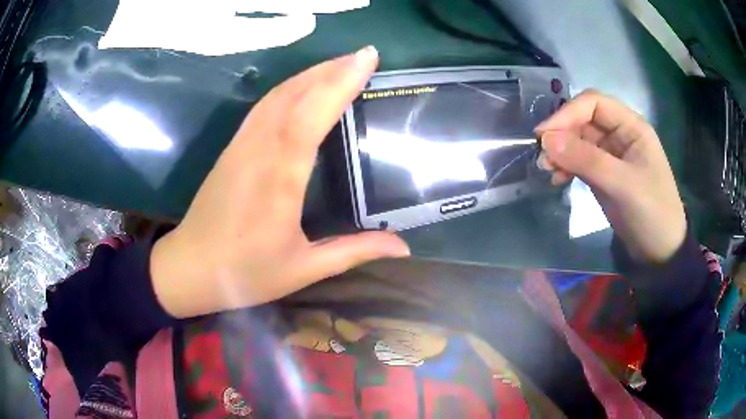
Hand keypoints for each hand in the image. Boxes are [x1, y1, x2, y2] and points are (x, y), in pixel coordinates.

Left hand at [150, 47, 409, 318]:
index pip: (310, 116)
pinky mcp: (232, 148)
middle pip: (294, 95)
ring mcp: (241, 145)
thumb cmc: (245, 273)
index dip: (339, 83)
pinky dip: (288, 88)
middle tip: (364, 55)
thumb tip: (403, 247)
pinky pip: (263, 107)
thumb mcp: (304, 269)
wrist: (190, 268)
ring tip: (340, 64)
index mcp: (279, 179)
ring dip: (309, 73)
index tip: (367, 60)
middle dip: (331, 69)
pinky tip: (303, 85)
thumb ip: (354, 251)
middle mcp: (258, 151)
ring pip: (276, 95)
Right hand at [536, 90, 685, 262]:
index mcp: (631, 126)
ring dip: (560, 152)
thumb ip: (586, 160)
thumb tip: (546, 140)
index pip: (594, 104)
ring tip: (546, 170)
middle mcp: (619, 135)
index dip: (568, 113)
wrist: (660, 251)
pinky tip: (557, 179)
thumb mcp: (622, 184)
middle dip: (562, 134)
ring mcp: (611, 155)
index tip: (544, 135)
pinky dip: (566, 167)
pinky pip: (579, 162)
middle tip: (541, 156)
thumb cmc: (651, 212)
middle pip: (583, 121)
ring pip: (578, 141)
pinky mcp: (604, 175)